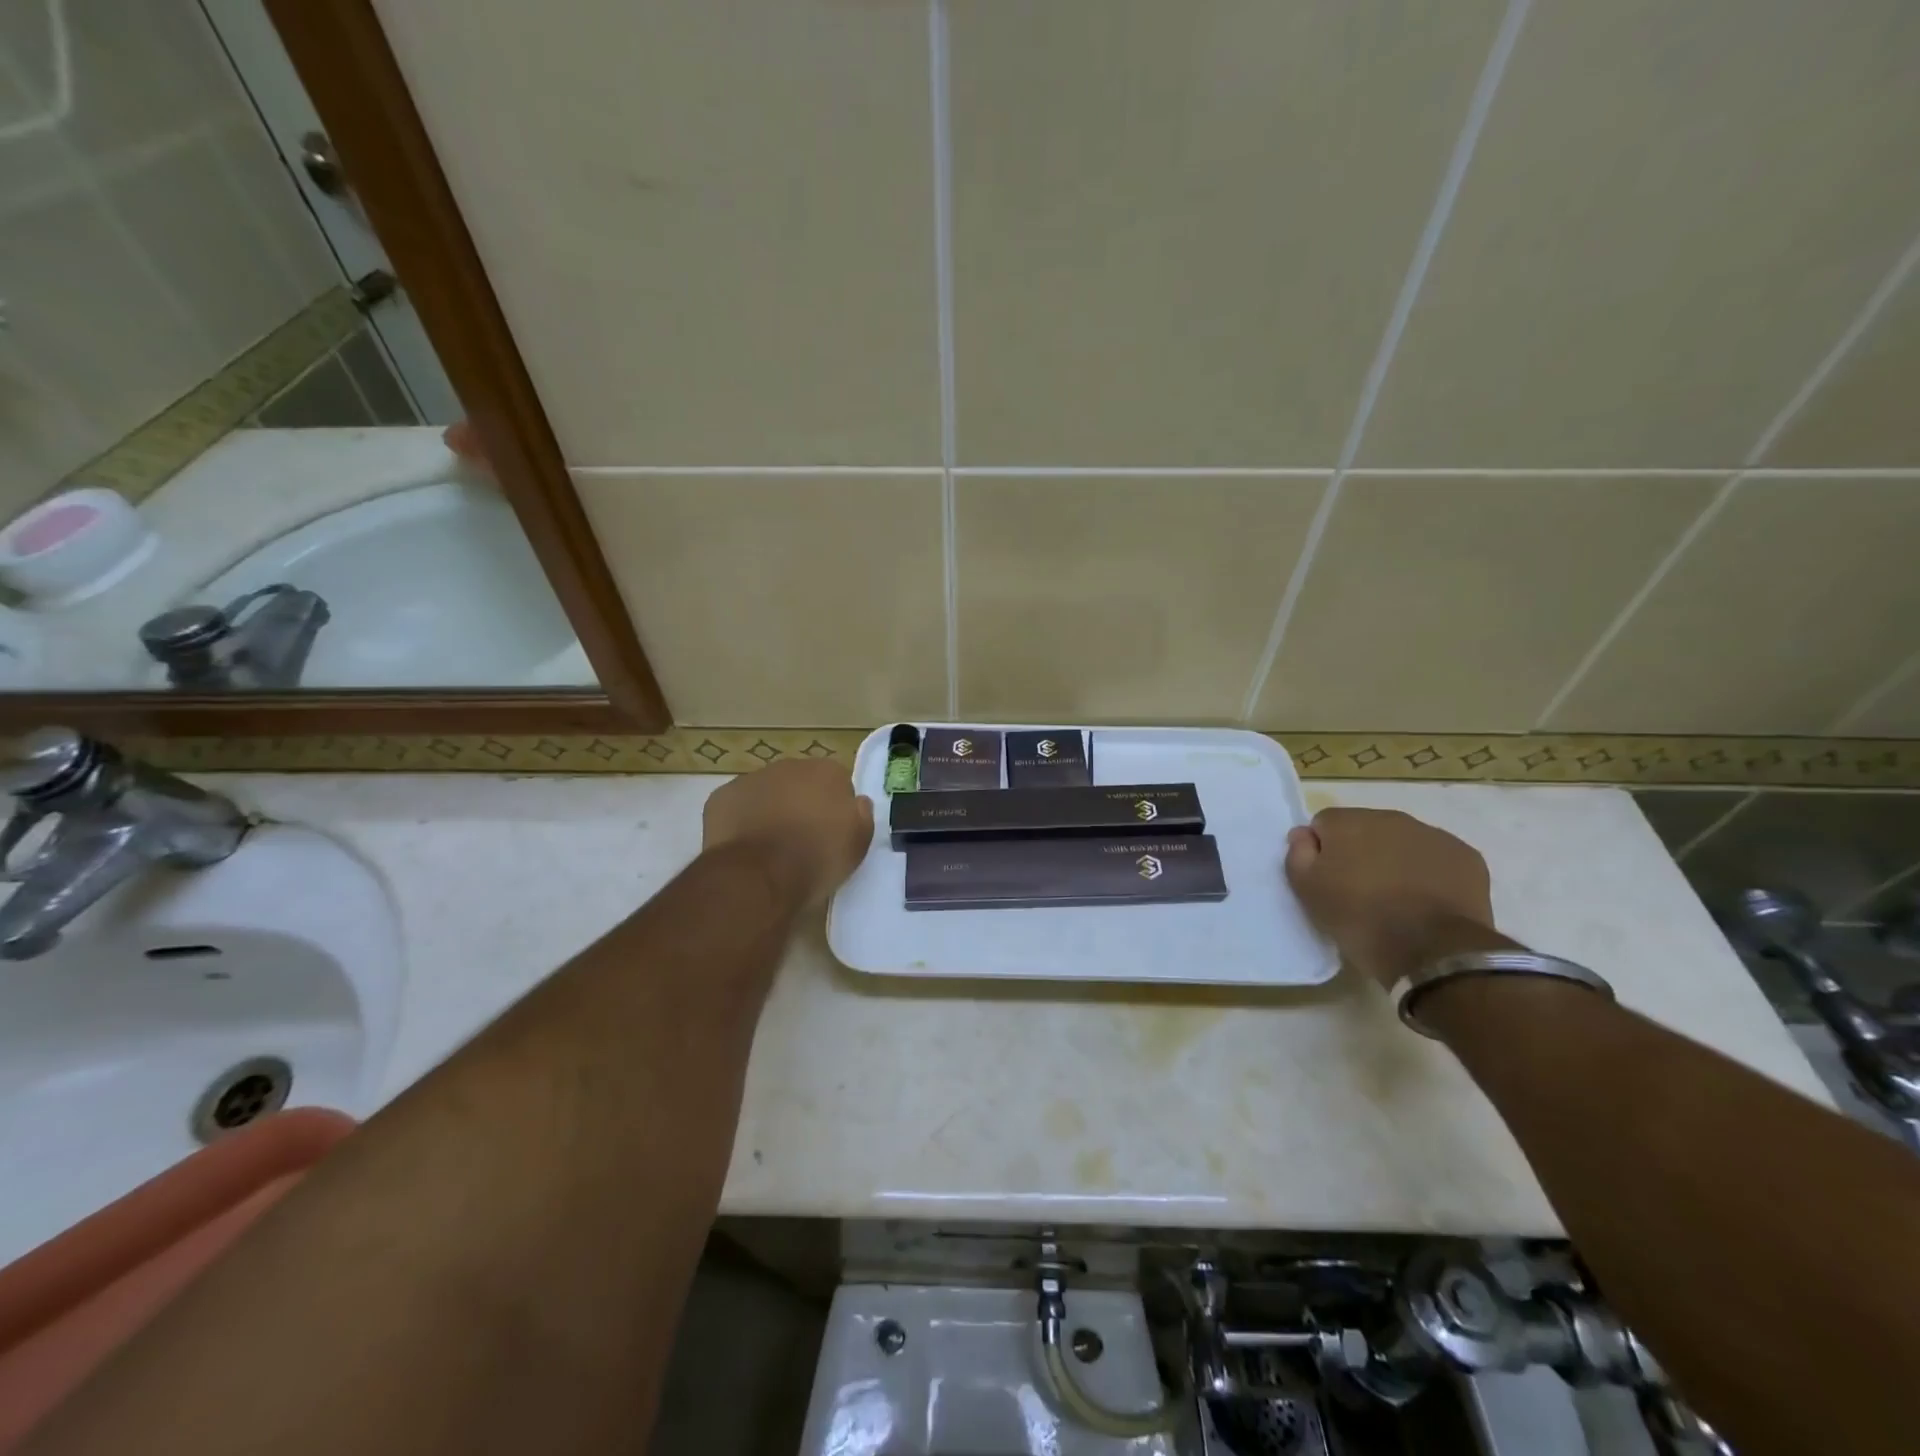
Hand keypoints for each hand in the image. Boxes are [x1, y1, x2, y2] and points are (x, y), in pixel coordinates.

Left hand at [703, 760, 873, 905]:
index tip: (832, 832)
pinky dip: (741, 821)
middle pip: (800, 783)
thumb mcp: (857, 843)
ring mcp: (751, 779)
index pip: (837, 782)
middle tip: (802, 839)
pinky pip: (737, 806)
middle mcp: (789, 766)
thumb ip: (861, 815)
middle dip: (801, 804)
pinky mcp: (721, 797)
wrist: (760, 875)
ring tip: (771, 847)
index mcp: (827, 771)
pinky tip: (746, 846)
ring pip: (766, 792)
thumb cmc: (817, 858)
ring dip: (770, 810)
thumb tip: (857, 802)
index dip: (834, 808)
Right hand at [1284, 807, 1496, 986]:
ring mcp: (1433, 835)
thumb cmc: (1359, 919)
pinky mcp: (1467, 857)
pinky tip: (1428, 901)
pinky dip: (1431, 873)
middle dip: (1361, 852)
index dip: (1323, 851)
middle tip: (1361, 892)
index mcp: (1347, 822)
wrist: (1432, 951)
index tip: (1328, 880)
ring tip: (1397, 899)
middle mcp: (1390, 818)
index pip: (1324, 824)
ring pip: (1403, 842)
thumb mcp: (1307, 891)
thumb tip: (1304, 834)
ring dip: (1396, 861)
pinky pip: (1438, 859)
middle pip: (1366, 829)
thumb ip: (1297, 854)